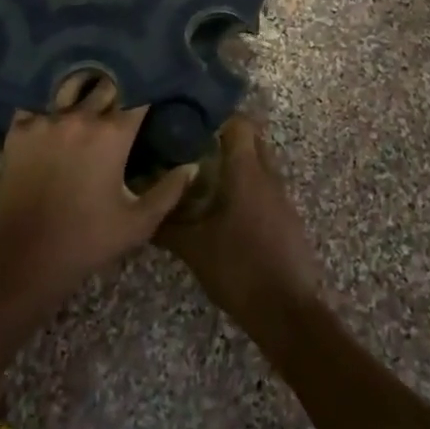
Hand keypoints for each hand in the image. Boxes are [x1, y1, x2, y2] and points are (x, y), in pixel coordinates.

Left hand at [0, 72, 194, 308]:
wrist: (22, 259)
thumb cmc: (85, 242)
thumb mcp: (137, 223)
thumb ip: (169, 191)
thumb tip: (192, 166)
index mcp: (113, 134)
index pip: (139, 95)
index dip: (149, 89)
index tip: (156, 89)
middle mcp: (81, 117)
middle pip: (106, 83)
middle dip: (119, 84)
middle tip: (125, 89)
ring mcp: (46, 120)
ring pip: (72, 85)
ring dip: (85, 85)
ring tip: (92, 88)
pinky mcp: (19, 130)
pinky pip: (37, 100)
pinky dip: (49, 99)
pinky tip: (55, 104)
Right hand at [159, 116, 322, 329]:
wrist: (287, 311)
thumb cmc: (239, 268)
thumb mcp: (194, 249)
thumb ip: (167, 225)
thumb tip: (142, 210)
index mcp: (247, 171)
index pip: (240, 123)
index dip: (217, 117)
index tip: (191, 122)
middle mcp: (268, 175)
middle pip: (252, 139)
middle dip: (225, 138)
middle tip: (193, 147)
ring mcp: (281, 196)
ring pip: (259, 164)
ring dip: (236, 164)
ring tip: (203, 176)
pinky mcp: (287, 217)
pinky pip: (265, 187)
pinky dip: (246, 187)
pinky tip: (224, 207)